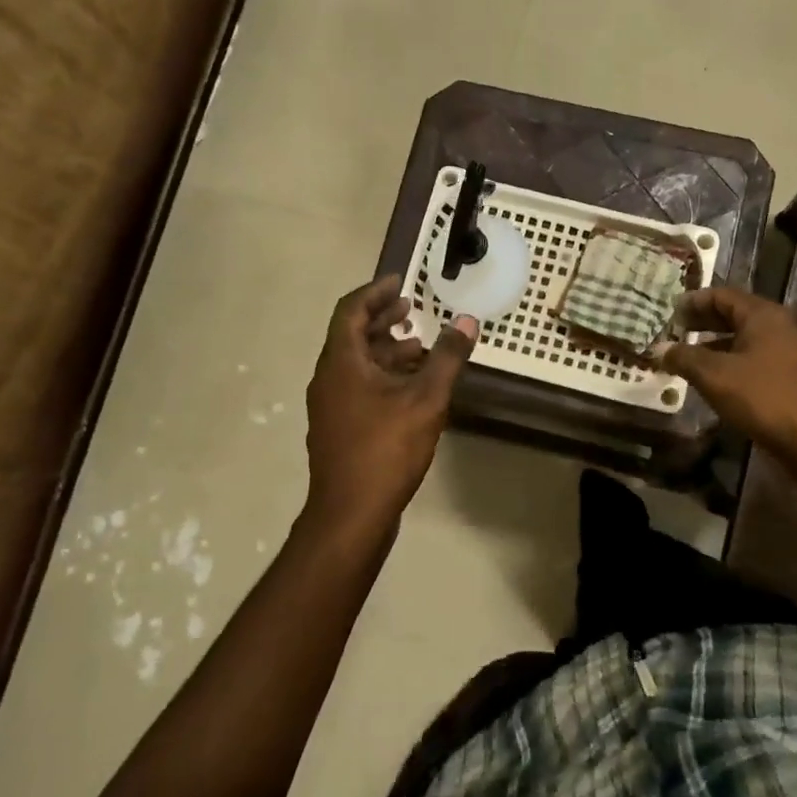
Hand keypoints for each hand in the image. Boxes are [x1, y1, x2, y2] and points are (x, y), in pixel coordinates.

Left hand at [304, 275, 477, 529]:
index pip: (351, 310)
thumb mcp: (426, 399)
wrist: (351, 514)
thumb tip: (467, 320)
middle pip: (352, 335)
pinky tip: (411, 388)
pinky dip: (383, 375)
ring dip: (386, 349)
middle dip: (383, 319)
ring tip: (421, 347)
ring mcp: (330, 406)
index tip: (400, 281)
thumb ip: (448, 357)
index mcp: (341, 363)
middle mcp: (328, 378)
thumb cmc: (386, 449)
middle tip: (412, 308)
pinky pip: (359, 386)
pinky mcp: (339, 428)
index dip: (375, 292)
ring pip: (357, 363)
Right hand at [658, 288, 796, 454]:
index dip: (693, 302)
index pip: (722, 295)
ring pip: (746, 339)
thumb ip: (685, 358)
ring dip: (717, 345)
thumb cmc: (763, 397)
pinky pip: (757, 359)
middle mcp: (780, 326)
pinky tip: (717, 381)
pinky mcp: (794, 376)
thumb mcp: (715, 375)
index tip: (670, 313)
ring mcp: (791, 351)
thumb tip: (660, 349)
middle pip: (735, 315)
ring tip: (690, 359)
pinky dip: (733, 363)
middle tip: (676, 332)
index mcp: (762, 315)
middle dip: (704, 323)